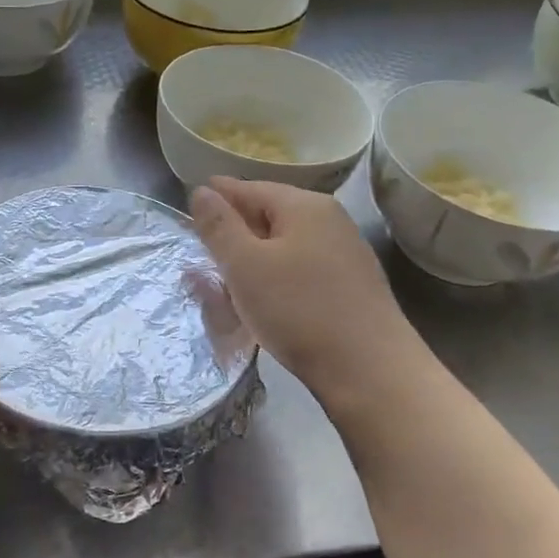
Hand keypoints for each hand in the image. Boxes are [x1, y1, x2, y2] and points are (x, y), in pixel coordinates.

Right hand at [190, 178, 423, 410]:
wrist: (369, 369)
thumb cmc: (298, 309)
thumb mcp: (244, 265)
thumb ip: (219, 226)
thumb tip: (202, 191)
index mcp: (304, 205)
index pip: (249, 188)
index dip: (217, 195)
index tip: (189, 202)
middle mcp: (329, 220)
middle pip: (269, 215)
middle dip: (234, 229)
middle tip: (201, 245)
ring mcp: (344, 253)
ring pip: (285, 245)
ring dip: (253, 257)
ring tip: (226, 278)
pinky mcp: (350, 286)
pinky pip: (300, 269)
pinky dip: (275, 277)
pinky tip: (263, 299)